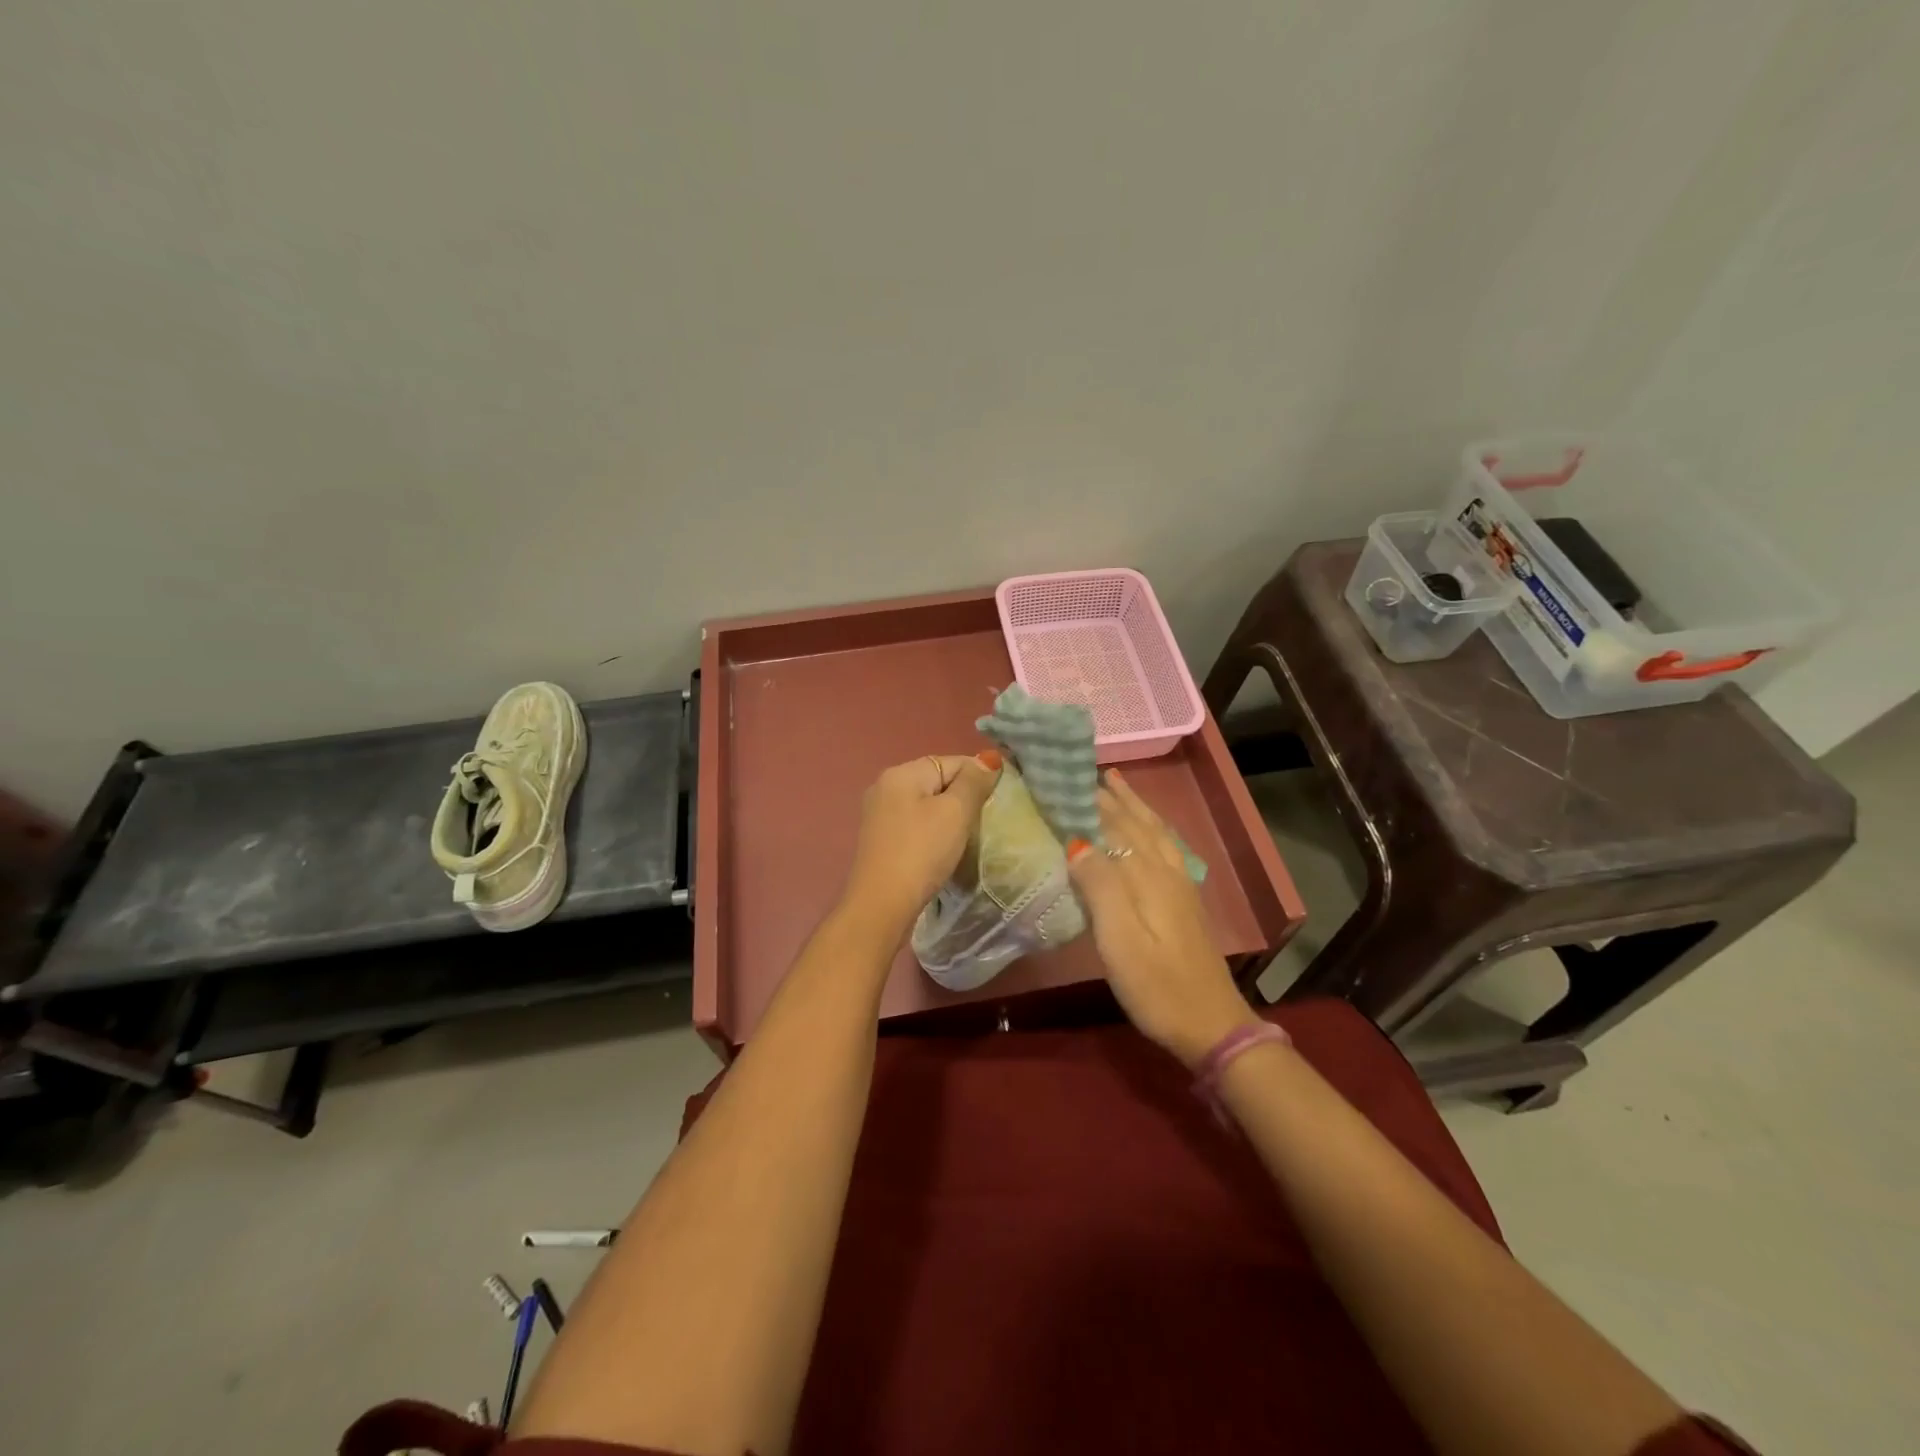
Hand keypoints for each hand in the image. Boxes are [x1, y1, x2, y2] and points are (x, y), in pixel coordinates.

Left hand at [842, 752, 1001, 933]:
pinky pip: (915, 824)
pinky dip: (932, 832)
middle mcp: (885, 786)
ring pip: (927, 804)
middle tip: (983, 822)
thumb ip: (973, 782)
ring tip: (966, 838)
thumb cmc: (922, 852)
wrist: (882, 905)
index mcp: (901, 773)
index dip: (979, 777)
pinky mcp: (880, 840)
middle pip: (937, 781)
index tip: (997, 802)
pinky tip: (942, 850)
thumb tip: (988, 758)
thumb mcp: (955, 813)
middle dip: (963, 798)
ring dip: (949, 817)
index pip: (952, 761)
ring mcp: (879, 814)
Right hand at [1066, 769, 1259, 1067]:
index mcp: (1148, 876)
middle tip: (1081, 770)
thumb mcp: (1120, 941)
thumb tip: (1076, 841)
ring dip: (1133, 804)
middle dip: (1109, 796)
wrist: (1211, 1025)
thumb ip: (1100, 887)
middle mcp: (1166, 871)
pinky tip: (1148, 830)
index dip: (1088, 801)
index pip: (1113, 826)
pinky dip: (1152, 826)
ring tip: (1115, 782)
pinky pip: (1165, 845)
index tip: (1061, 778)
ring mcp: (1180, 885)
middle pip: (1135, 823)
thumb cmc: (1157, 986)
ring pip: (1154, 831)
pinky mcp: (1185, 901)